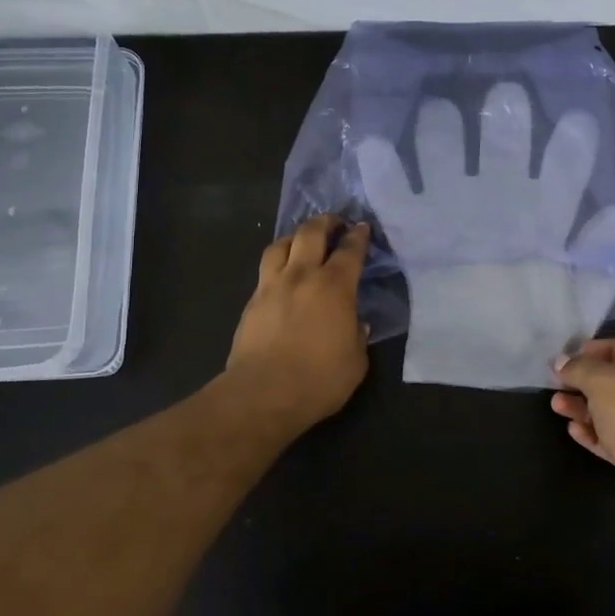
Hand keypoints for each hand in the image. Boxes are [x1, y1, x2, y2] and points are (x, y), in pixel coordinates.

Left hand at [225, 215, 371, 429]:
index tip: (362, 228)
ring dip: (295, 236)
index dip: (358, 236)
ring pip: (281, 244)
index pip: (350, 250)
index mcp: (334, 286)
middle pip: (310, 233)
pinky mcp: (252, 302)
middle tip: (335, 222)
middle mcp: (302, 276)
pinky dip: (278, 263)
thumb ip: (358, 336)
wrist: (262, 394)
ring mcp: (272, 286)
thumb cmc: (318, 379)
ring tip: (302, 241)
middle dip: (325, 222)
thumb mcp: (356, 361)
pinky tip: (282, 274)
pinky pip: (266, 270)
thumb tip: (355, 324)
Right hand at [553, 338, 614, 520]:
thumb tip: (560, 362)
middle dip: (587, 382)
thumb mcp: (600, 380)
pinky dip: (597, 432)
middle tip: (558, 383)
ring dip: (586, 408)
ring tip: (557, 406)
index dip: (597, 350)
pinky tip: (574, 430)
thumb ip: (578, 367)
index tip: (570, 358)